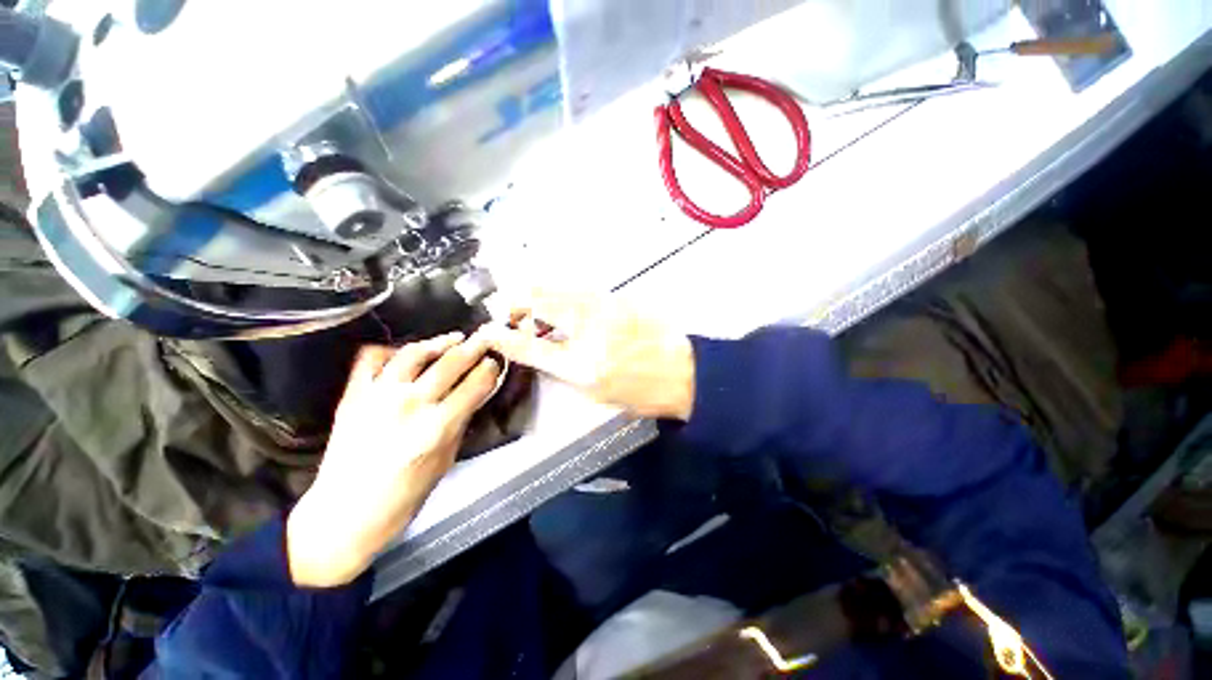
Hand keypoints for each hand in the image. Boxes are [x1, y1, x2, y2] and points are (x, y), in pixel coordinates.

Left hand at [286, 332, 500, 586]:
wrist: (345, 515)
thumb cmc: (405, 497)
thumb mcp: (446, 459)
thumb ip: (461, 421)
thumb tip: (475, 394)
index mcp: (438, 426)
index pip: (475, 384)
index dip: (490, 369)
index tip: (496, 363)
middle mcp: (410, 404)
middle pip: (451, 362)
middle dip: (474, 347)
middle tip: (484, 340)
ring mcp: (378, 396)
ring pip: (414, 353)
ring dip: (439, 342)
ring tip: (454, 338)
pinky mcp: (353, 395)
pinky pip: (371, 359)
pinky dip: (391, 350)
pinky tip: (406, 352)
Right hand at [480, 290, 694, 420]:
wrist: (685, 371)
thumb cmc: (642, 391)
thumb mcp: (598, 393)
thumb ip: (565, 370)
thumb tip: (542, 351)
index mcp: (582, 364)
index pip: (531, 347)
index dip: (505, 339)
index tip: (489, 331)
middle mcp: (589, 330)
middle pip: (541, 304)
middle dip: (517, 303)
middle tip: (508, 310)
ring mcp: (605, 308)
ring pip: (559, 289)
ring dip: (537, 293)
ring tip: (527, 301)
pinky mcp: (618, 298)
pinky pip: (580, 289)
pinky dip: (562, 291)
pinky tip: (560, 298)